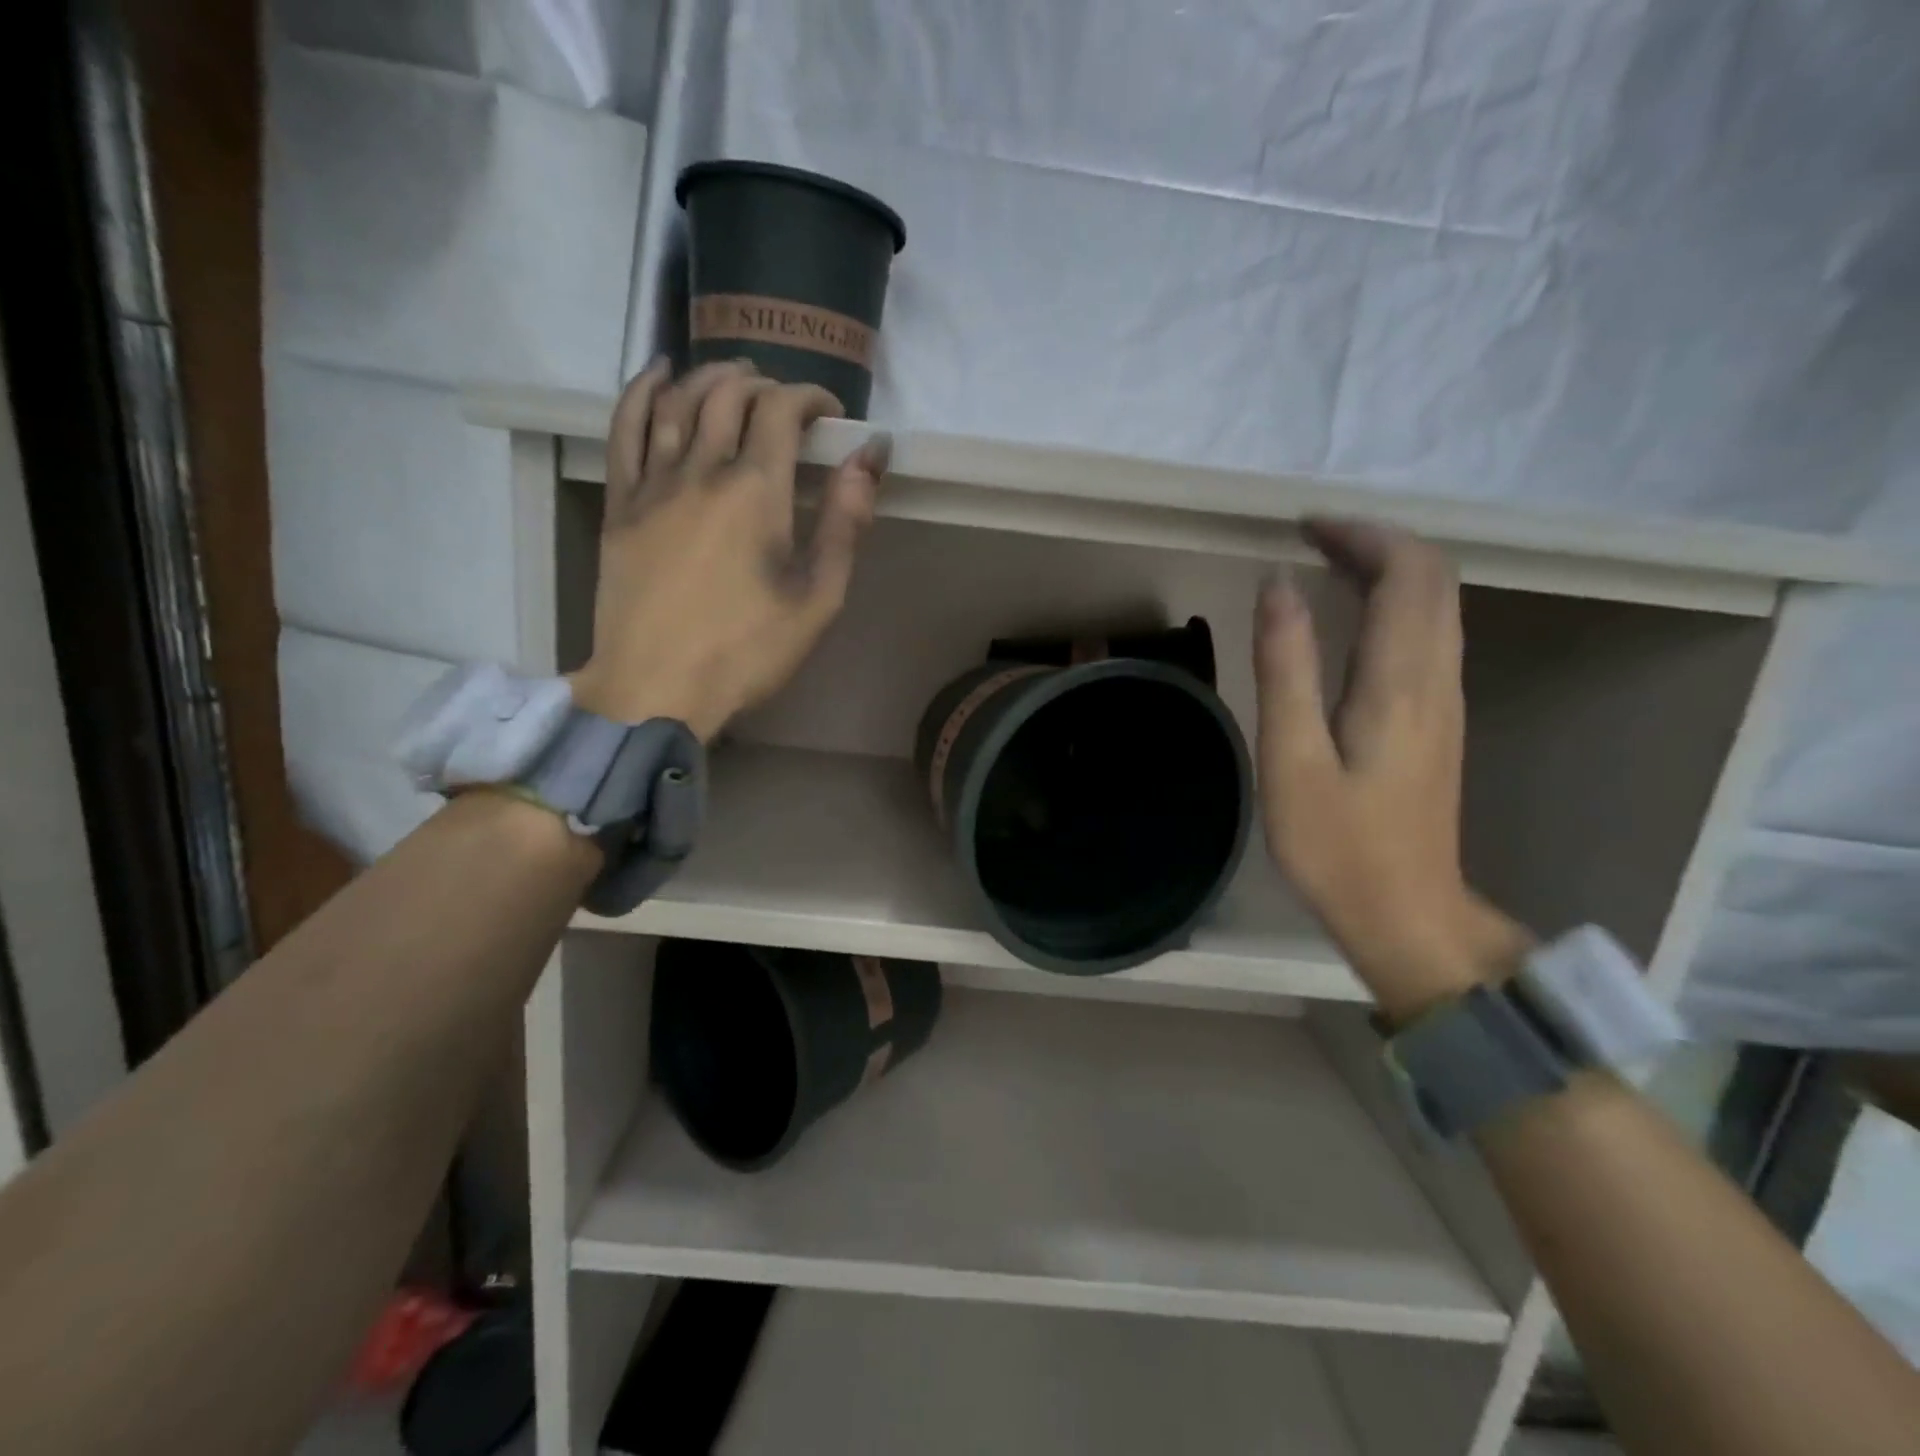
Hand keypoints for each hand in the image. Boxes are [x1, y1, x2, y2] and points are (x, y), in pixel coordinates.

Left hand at [569, 360, 886, 740]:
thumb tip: (870, 454)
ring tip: (733, 379)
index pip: (781, 410)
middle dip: (763, 384)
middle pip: (728, 396)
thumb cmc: (747, 651)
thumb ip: (845, 522)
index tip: (829, 416)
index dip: (810, 398)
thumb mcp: (818, 598)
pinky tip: (658, 376)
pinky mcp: (620, 504)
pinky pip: (624, 429)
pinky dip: (642, 392)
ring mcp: (653, 484)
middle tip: (784, 401)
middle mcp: (702, 471)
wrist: (656, 688)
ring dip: (708, 378)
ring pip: (676, 401)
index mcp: (756, 492)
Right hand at [1254, 518, 1529, 1022]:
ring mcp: (1445, 699)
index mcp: (1401, 680)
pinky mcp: (1438, 721)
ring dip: (1387, 570)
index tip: (1302, 527)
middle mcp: (1437, 678)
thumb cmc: (1338, 844)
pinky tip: (1351, 621)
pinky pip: (1429, 635)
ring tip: (1325, 567)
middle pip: (1432, 578)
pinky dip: (1393, 604)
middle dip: (1375, 542)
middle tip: (1310, 539)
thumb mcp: (1293, 758)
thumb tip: (1278, 586)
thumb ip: (1286, 668)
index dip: (1361, 534)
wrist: (1406, 914)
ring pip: (1436, 605)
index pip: (1407, 572)